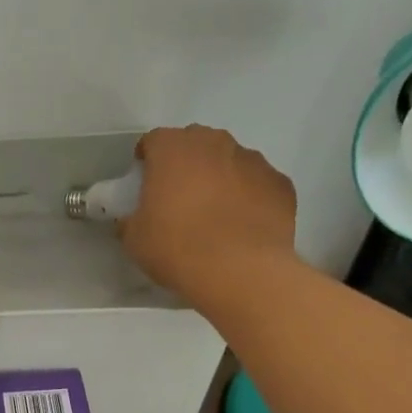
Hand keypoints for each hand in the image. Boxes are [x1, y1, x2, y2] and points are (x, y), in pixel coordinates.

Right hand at [120, 125, 298, 298]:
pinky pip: (259, 183)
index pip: (154, 140)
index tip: (145, 183)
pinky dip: (250, 196)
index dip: (148, 160)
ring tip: (216, 213)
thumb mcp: (135, 238)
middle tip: (180, 197)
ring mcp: (253, 160)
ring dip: (221, 177)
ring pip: (230, 160)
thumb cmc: (177, 248)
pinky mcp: (281, 183)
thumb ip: (130, 219)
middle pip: (195, 143)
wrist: (240, 271)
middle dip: (187, 163)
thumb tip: (131, 219)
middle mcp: (215, 142)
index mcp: (173, 148)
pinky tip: (244, 224)